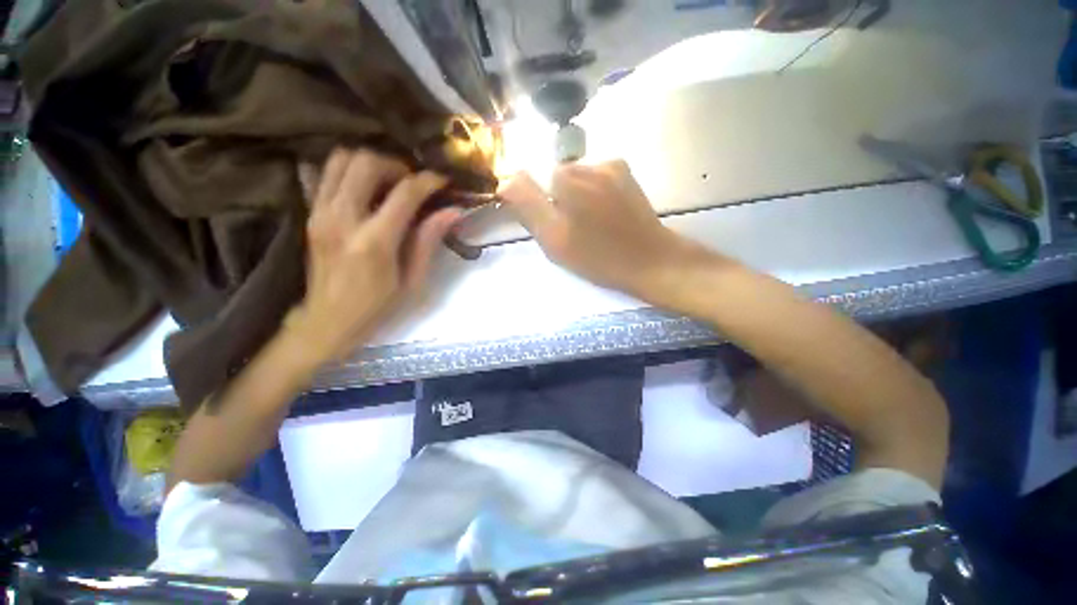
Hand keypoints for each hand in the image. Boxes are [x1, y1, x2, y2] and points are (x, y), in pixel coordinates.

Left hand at [292, 148, 457, 362]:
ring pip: (341, 160)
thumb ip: (429, 241)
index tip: (443, 182)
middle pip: (366, 163)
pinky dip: (348, 172)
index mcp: (374, 242)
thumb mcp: (413, 280)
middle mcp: (342, 219)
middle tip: (413, 183)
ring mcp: (320, 213)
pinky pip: (325, 174)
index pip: (405, 193)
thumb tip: (452, 211)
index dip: (428, 181)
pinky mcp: (310, 214)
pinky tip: (366, 189)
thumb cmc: (378, 307)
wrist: (327, 322)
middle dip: (396, 165)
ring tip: (390, 183)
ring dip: (370, 164)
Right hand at [499, 161, 714, 300]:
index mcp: (565, 180)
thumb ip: (527, 207)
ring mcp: (610, 164)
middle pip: (555, 178)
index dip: (538, 207)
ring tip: (592, 225)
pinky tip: (607, 214)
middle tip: (573, 231)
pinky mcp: (625, 172)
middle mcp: (586, 162)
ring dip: (576, 197)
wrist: (650, 260)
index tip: (553, 228)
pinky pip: (595, 177)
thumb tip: (506, 180)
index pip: (532, 183)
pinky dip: (594, 192)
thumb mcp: (554, 240)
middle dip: (557, 201)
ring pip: (575, 178)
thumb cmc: (598, 257)